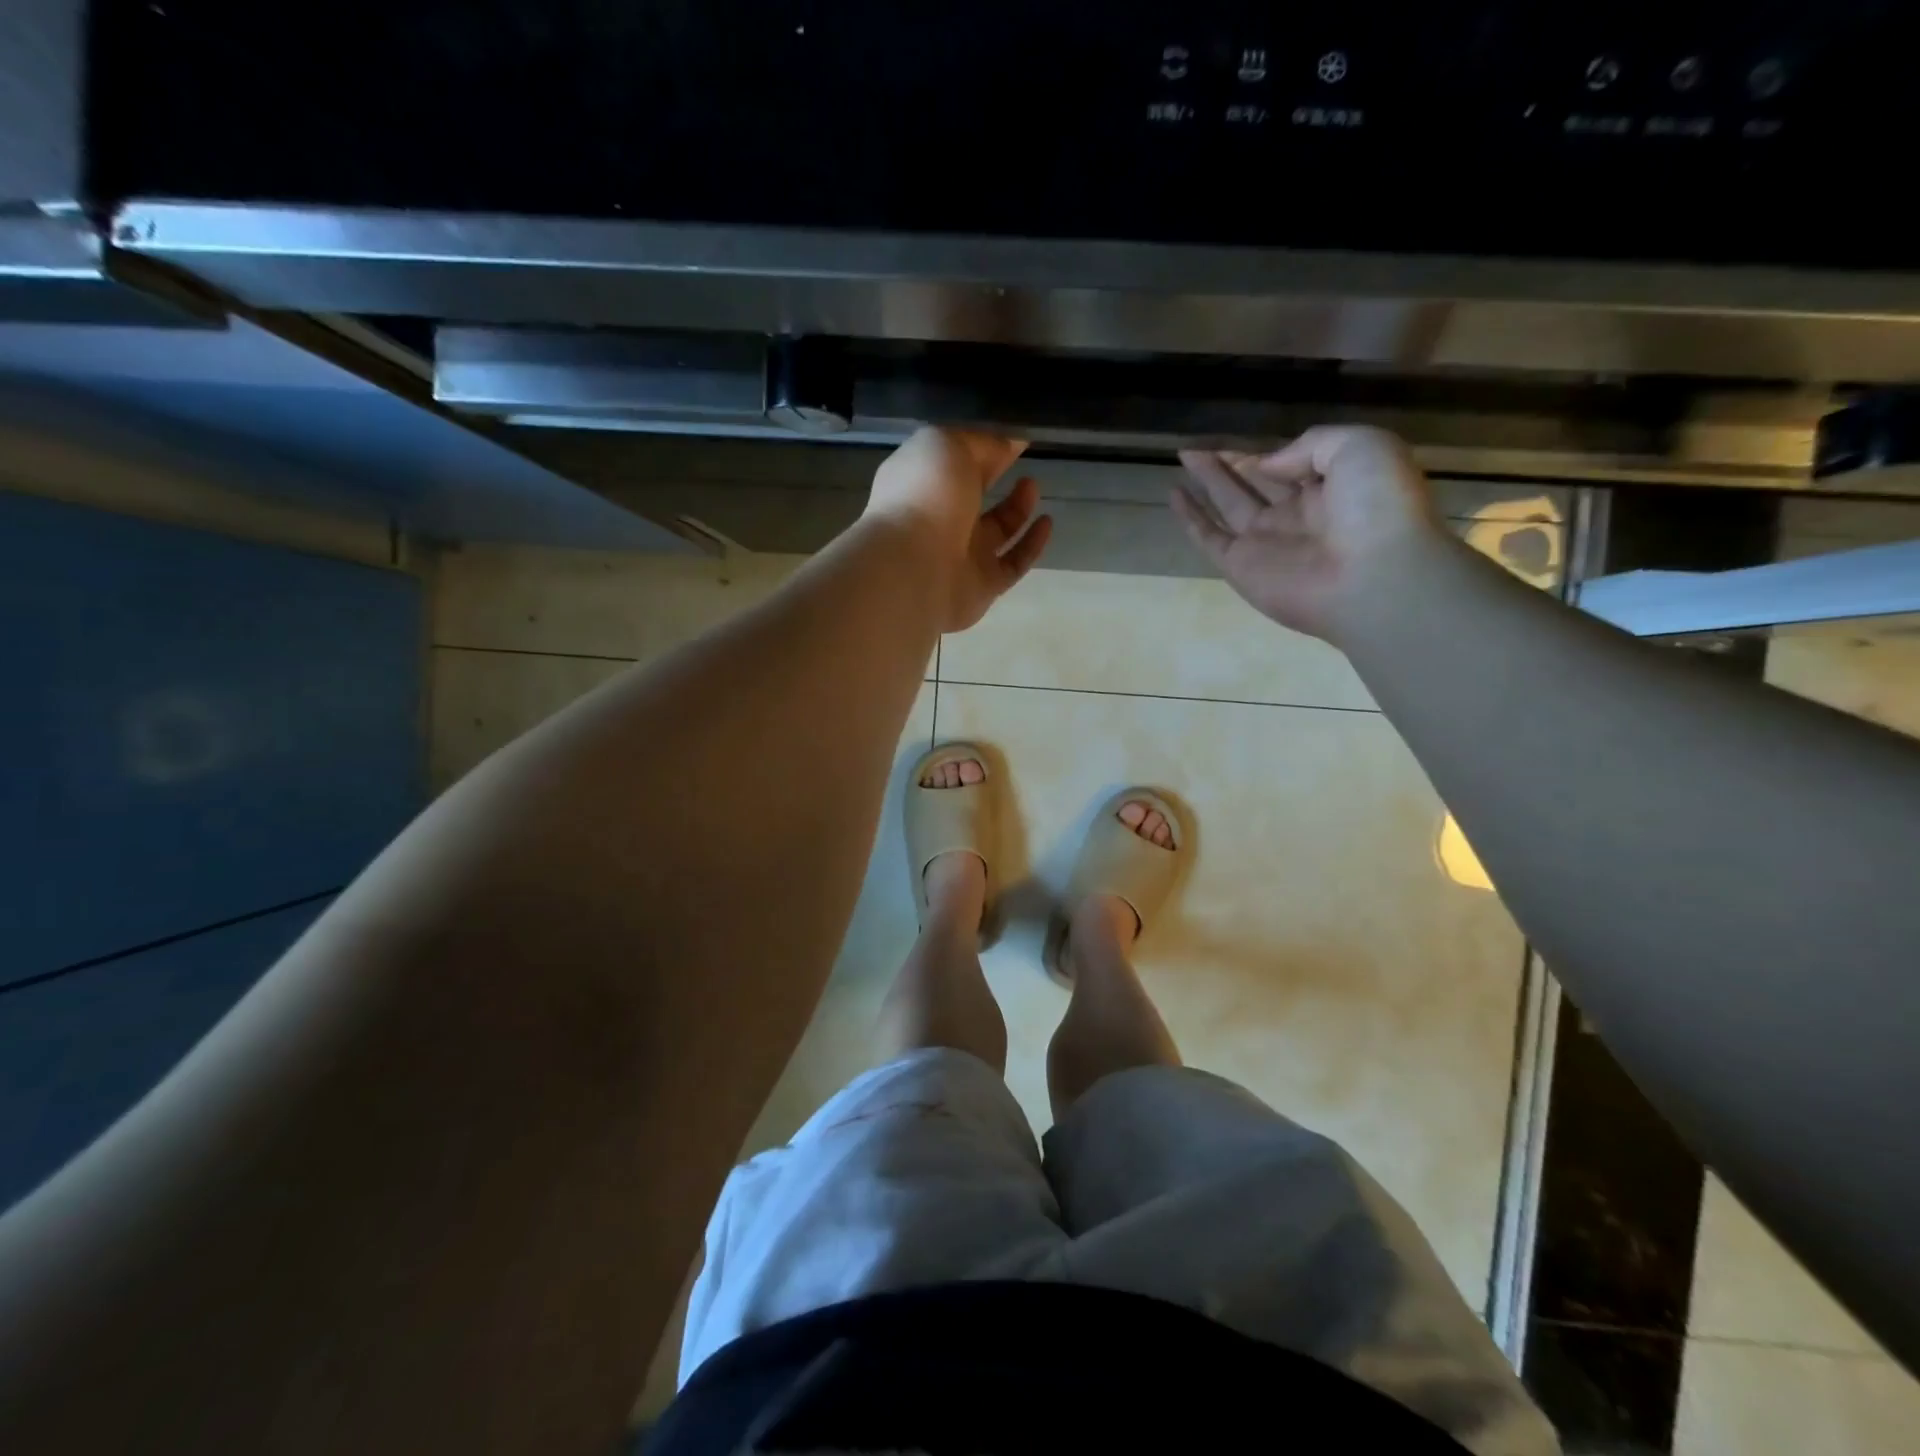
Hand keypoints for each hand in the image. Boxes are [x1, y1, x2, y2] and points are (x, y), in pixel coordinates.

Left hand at [866, 427, 1053, 631]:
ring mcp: (960, 557)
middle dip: (995, 476)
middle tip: (1022, 461)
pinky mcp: (982, 587)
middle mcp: (939, 520)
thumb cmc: (925, 496)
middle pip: (972, 496)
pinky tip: (1047, 523)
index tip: (1012, 438)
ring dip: (1017, 508)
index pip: (954, 462)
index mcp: (922, 483)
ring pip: (995, 532)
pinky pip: (1013, 564)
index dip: (981, 447)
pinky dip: (1032, 545)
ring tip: (1032, 485)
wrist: (914, 568)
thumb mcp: (949, 445)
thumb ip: (982, 442)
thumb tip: (1011, 442)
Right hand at [1173, 425, 1445, 643]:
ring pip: (1229, 504)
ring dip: (1207, 482)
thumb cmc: (1377, 507)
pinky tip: (1174, 494)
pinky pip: (1209, 537)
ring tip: (1183, 457)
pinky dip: (1190, 517)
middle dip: (1229, 464)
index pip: (1289, 465)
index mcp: (1331, 488)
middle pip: (1254, 483)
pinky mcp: (1240, 567)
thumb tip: (1266, 464)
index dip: (1264, 453)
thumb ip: (1311, 445)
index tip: (1237, 443)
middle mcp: (1296, 516)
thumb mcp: (1361, 447)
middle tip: (1197, 448)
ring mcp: (1266, 543)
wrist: (1372, 577)